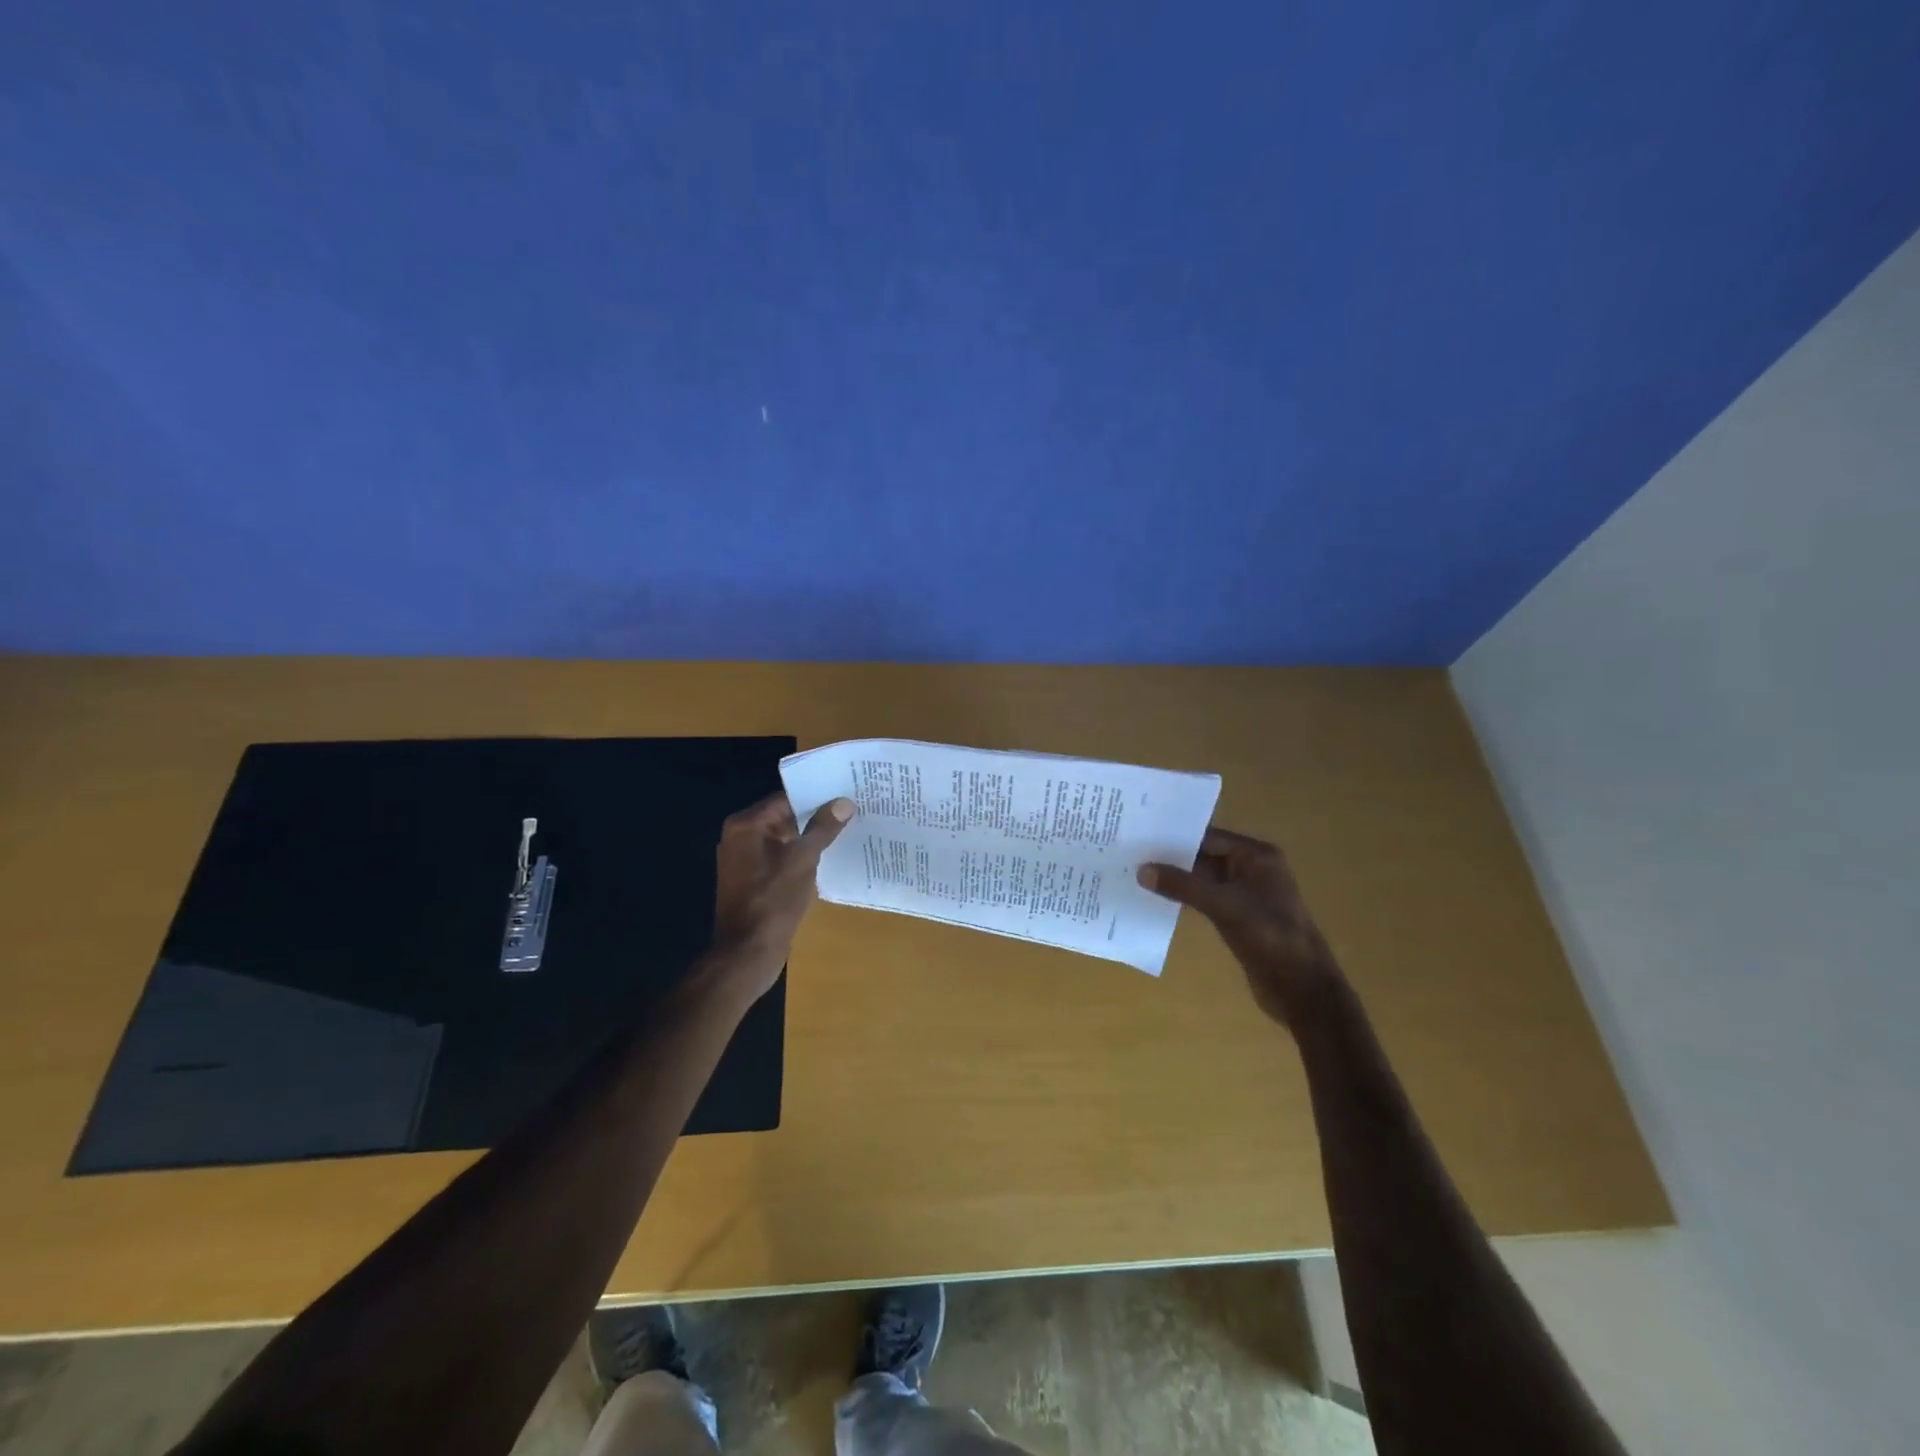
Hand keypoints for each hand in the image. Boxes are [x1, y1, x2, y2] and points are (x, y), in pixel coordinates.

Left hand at [709, 792, 855, 996]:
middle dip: (816, 816)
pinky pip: (781, 859)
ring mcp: (745, 861)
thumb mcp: (802, 860)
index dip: (816, 795)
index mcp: (746, 825)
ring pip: (785, 839)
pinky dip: (801, 857)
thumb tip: (843, 802)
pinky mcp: (754, 881)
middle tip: (852, 809)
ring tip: (847, 830)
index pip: (786, 798)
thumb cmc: (772, 901)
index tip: (845, 792)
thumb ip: (822, 828)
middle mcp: (741, 837)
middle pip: (785, 817)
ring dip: (811, 838)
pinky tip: (828, 858)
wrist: (747, 953)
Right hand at [1138, 826, 1343, 1027]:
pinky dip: (1183, 898)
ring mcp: (1244, 895)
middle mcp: (1251, 870)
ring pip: (1201, 879)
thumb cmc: (1271, 937)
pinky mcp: (1236, 918)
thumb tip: (1142, 869)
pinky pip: (1204, 900)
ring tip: (1135, 874)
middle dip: (1171, 857)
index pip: (1209, 837)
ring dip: (1175, 879)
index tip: (1139, 835)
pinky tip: (1155, 899)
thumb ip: (1184, 886)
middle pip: (1203, 856)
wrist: (1302, 990)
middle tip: (1130, 853)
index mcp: (1257, 857)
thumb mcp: (1225, 906)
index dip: (1175, 837)